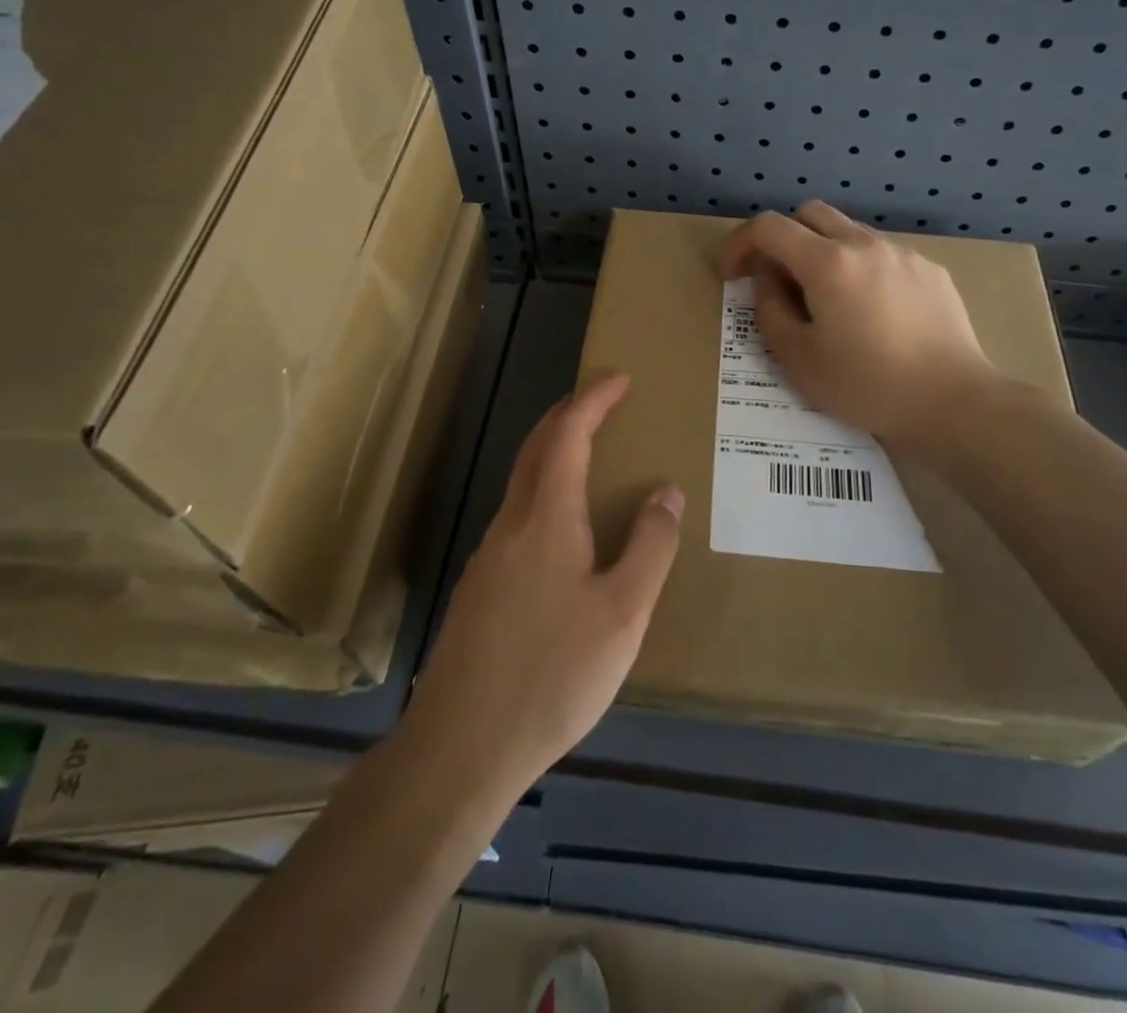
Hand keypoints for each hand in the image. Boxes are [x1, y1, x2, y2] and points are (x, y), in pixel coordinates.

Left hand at [399, 375, 681, 808]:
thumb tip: (665, 492)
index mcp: (546, 518)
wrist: (460, 747)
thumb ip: (649, 547)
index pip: (568, 434)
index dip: (593, 399)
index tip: (620, 377)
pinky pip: (518, 515)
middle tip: (604, 400)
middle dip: (569, 413)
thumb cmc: (552, 675)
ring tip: (590, 453)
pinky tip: (563, 528)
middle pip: (537, 448)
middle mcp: (511, 524)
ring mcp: (489, 556)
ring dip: (554, 451)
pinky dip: (545, 490)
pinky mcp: (480, 588)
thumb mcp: (623, 613)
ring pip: (523, 482)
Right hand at [719, 201, 997, 448]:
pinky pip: (881, 255)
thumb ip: (770, 310)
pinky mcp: (930, 271)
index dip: (739, 244)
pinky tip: (871, 313)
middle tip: (777, 282)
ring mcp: (903, 254)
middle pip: (809, 214)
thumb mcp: (798, 359)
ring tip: (826, 301)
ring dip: (822, 252)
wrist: (952, 402)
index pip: (768, 227)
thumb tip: (767, 282)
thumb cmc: (866, 384)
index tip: (731, 275)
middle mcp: (865, 244)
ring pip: (848, 231)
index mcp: (828, 262)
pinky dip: (860, 269)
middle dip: (782, 239)